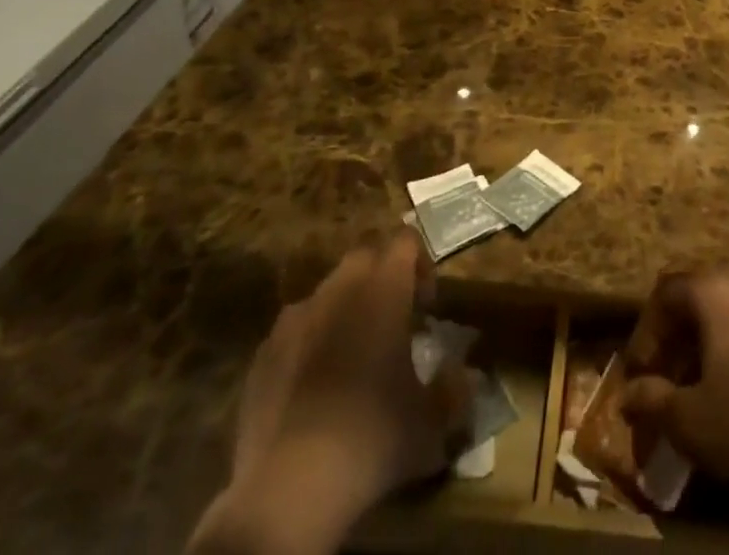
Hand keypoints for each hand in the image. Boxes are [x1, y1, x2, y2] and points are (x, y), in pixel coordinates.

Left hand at [190, 233, 469, 554]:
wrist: (288, 488)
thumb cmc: (372, 438)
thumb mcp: (431, 422)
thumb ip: (453, 389)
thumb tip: (464, 374)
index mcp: (383, 289)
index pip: (405, 240)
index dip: (420, 262)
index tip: (427, 302)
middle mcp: (339, 289)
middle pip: (365, 254)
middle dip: (382, 274)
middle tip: (395, 318)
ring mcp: (296, 317)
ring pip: (328, 289)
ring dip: (345, 306)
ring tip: (354, 353)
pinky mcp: (264, 351)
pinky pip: (296, 328)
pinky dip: (311, 340)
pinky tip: (315, 384)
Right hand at [620, 272, 728, 554]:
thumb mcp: (688, 420)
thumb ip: (651, 398)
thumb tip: (626, 393)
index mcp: (718, 292)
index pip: (667, 293)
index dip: (646, 331)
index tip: (639, 372)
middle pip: (696, 296)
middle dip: (673, 335)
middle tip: (661, 376)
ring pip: (725, 309)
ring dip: (701, 340)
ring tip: (691, 384)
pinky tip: (728, 385)